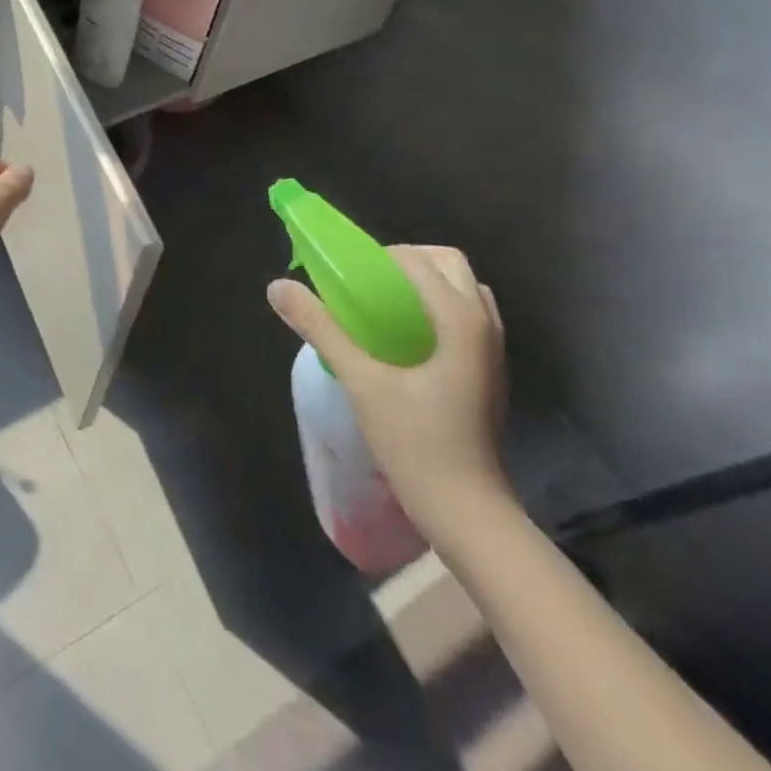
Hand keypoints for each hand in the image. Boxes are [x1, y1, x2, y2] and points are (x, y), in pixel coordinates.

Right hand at [269, 245, 512, 542]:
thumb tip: (277, 287)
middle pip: (448, 263)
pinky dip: (438, 308)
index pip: (417, 260)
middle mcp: (484, 324)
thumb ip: (321, 329)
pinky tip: (405, 340)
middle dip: (407, 261)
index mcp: (458, 318)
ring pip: (462, 289)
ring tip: (385, 306)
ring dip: (425, 283)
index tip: (346, 275)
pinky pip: (467, 316)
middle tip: (369, 283)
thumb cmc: (416, 443)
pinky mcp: (490, 371)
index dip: (378, 257)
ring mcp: (493, 350)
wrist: (468, 513)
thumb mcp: (361, 381)